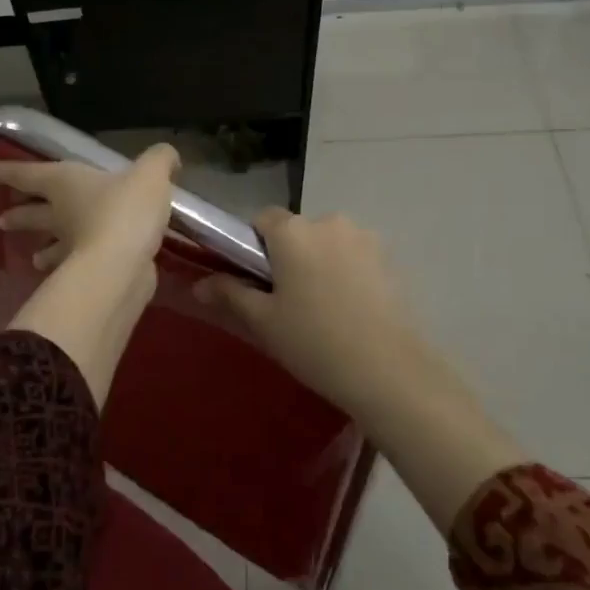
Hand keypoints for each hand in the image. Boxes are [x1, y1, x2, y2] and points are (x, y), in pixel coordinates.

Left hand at [0, 143, 180, 274]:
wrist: (122, 265)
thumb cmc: (126, 209)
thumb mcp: (150, 174)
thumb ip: (159, 161)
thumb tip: (168, 158)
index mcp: (65, 183)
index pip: (29, 174)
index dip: (6, 170)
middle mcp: (61, 214)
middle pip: (33, 213)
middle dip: (18, 215)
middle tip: (2, 220)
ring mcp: (69, 248)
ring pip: (50, 245)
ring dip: (42, 250)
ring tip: (34, 258)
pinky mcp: (84, 274)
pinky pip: (73, 268)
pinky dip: (71, 269)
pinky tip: (76, 274)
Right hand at [197, 209, 525, 531]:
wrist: (389, 370)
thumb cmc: (314, 341)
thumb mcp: (264, 321)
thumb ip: (230, 294)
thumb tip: (199, 284)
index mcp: (293, 231)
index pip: (262, 219)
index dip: (253, 245)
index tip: (255, 279)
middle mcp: (329, 221)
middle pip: (297, 230)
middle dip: (288, 255)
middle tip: (286, 300)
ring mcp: (365, 238)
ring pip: (328, 243)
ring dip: (319, 262)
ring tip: (322, 308)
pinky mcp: (390, 258)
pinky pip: (354, 256)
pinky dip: (346, 272)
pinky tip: (349, 310)